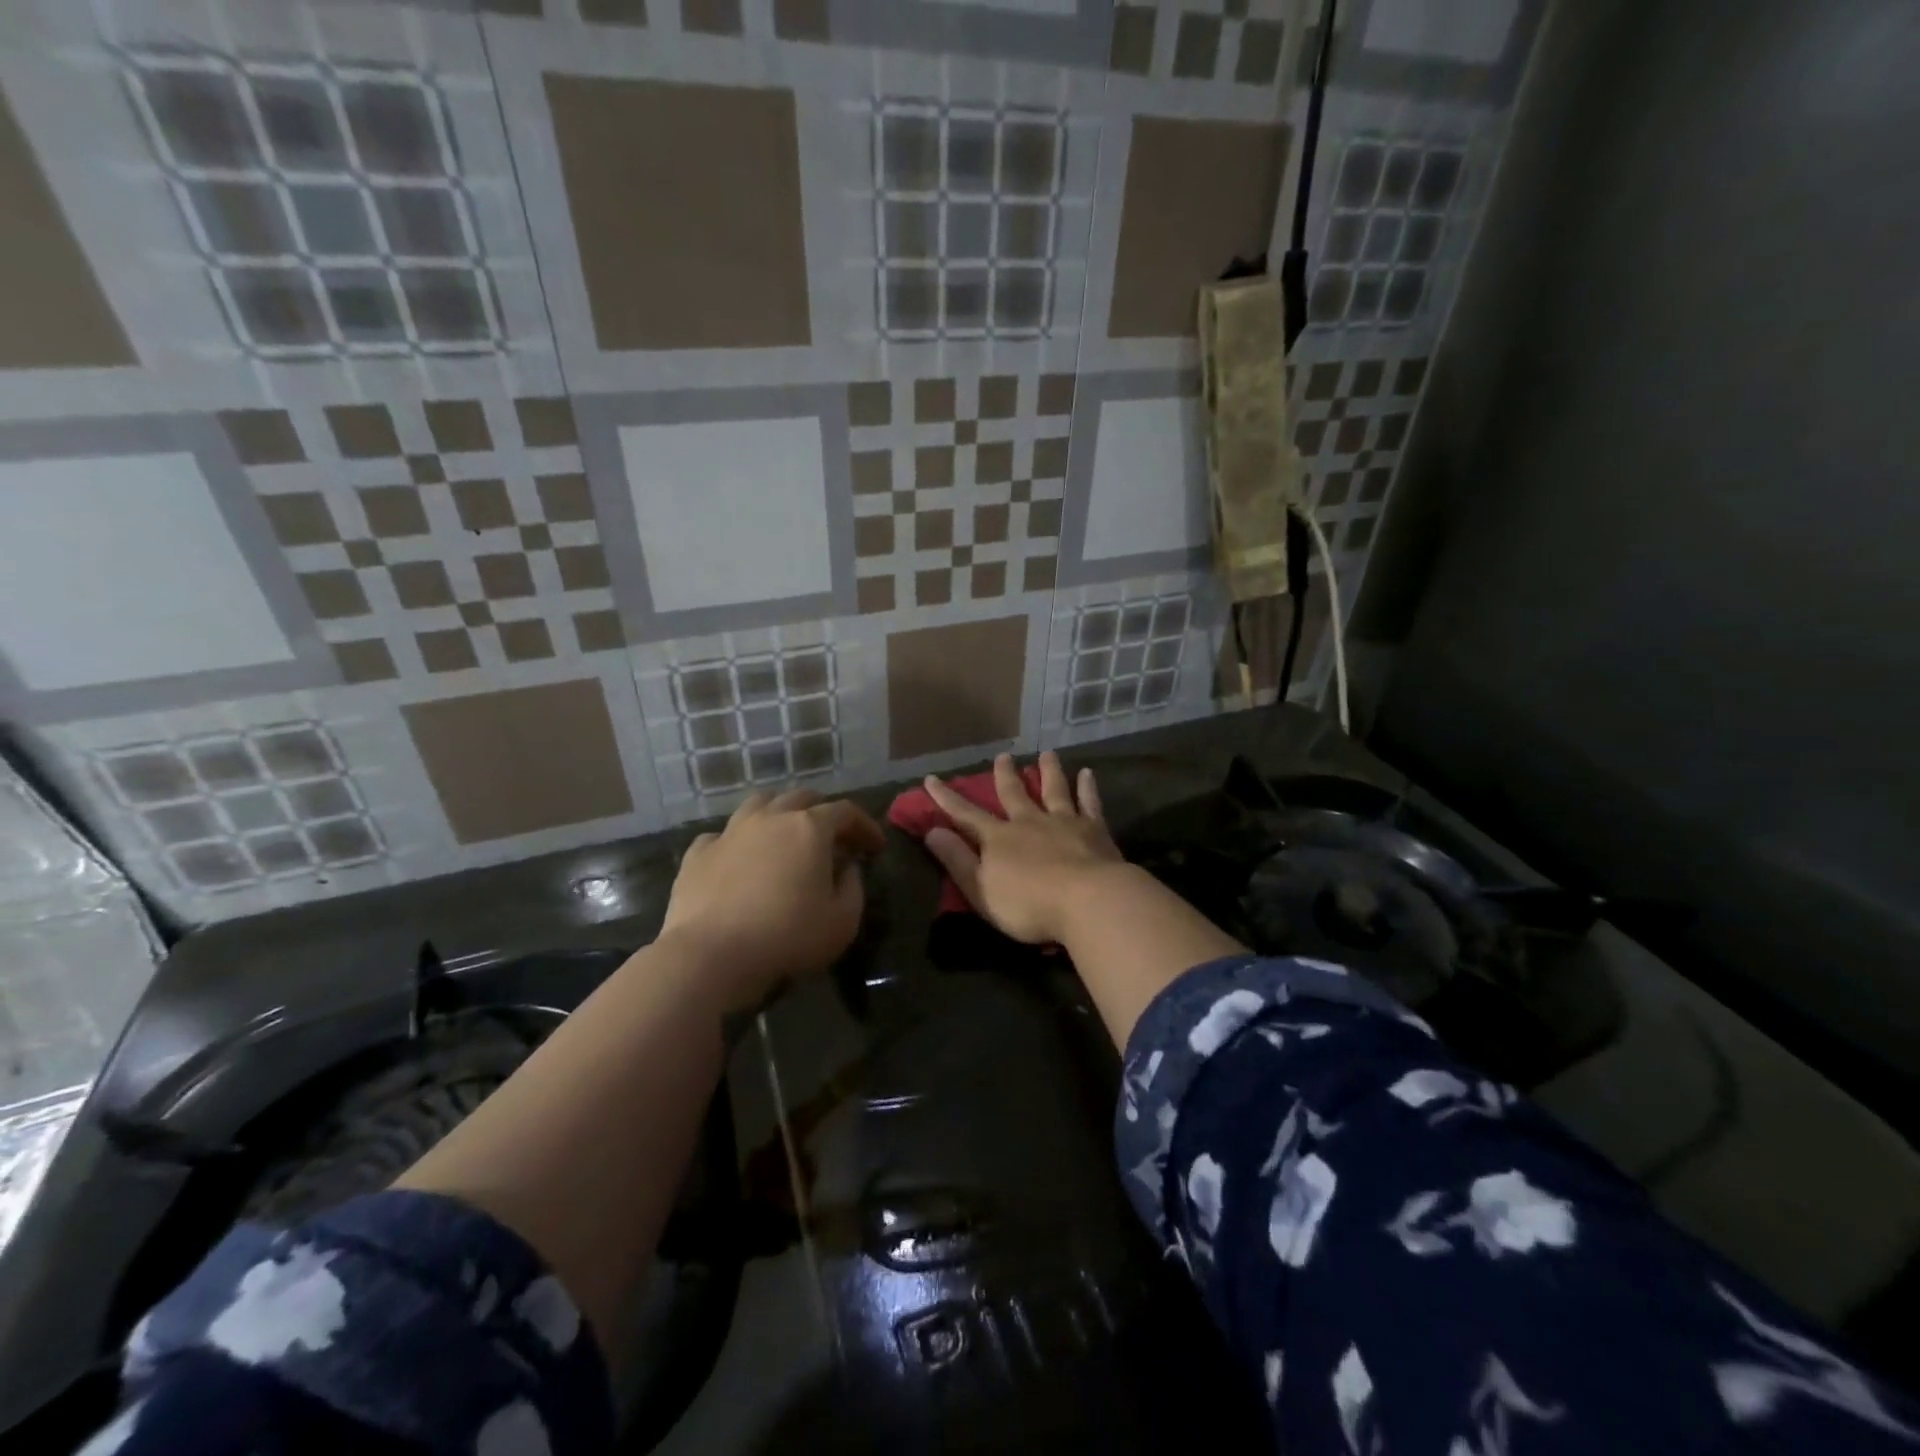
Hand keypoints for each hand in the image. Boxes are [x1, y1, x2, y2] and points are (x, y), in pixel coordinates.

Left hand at [660, 789, 884, 1007]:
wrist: (710, 955)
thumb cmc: (787, 936)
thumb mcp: (842, 921)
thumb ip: (853, 888)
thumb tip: (848, 870)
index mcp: (809, 828)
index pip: (845, 811)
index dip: (865, 825)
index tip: (876, 846)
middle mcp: (770, 819)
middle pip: (802, 798)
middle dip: (823, 812)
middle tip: (834, 837)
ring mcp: (730, 832)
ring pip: (759, 804)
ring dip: (779, 813)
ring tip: (786, 834)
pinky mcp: (698, 854)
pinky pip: (722, 835)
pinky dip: (737, 841)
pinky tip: (739, 858)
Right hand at [922, 752, 1126, 943]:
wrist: (1087, 901)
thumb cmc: (1028, 905)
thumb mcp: (981, 889)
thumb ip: (957, 860)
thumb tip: (932, 831)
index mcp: (999, 838)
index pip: (966, 814)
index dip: (946, 798)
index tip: (931, 779)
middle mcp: (1029, 822)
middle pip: (1014, 793)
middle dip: (1005, 775)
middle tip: (1003, 756)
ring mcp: (1064, 822)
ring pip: (1053, 790)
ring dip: (1048, 771)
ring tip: (1046, 754)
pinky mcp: (1094, 829)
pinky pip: (1089, 803)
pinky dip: (1087, 787)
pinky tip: (1086, 773)